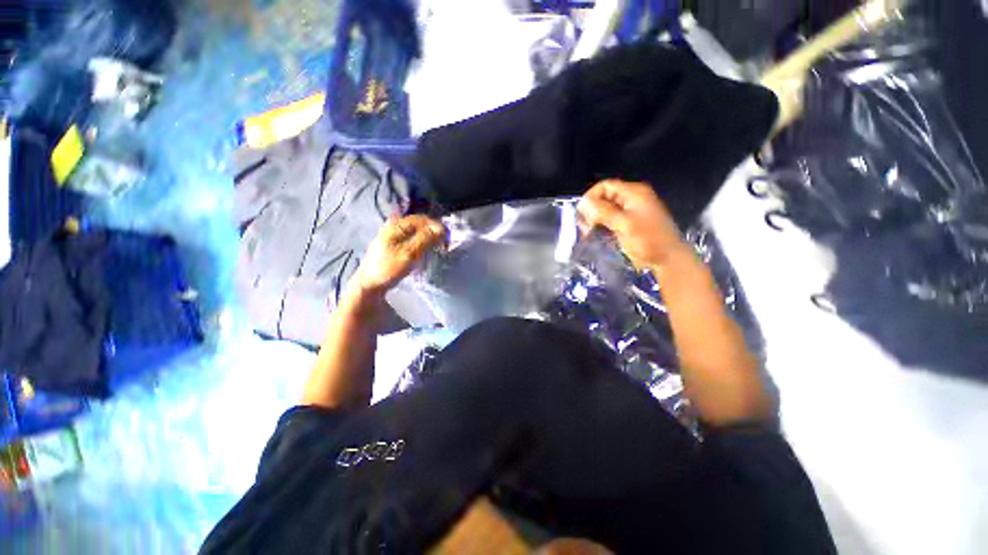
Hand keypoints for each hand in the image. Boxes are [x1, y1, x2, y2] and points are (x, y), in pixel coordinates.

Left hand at [355, 215, 446, 296]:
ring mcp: (394, 234)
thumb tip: (441, 228)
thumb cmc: (388, 268)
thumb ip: (424, 239)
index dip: (437, 227)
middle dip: (434, 232)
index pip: (423, 219)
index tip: (446, 241)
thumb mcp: (408, 254)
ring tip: (436, 249)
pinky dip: (422, 242)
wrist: (369, 284)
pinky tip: (425, 251)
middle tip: (443, 246)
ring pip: (418, 231)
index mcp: (397, 225)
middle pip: (421, 224)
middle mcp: (395, 225)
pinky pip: (413, 237)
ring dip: (429, 238)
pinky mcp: (394, 243)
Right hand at [577, 180, 686, 270]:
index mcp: (634, 193)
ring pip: (605, 209)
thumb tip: (582, 203)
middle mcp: (631, 198)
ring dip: (594, 219)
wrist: (668, 260)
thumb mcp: (624, 224)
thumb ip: (603, 212)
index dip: (591, 197)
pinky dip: (601, 226)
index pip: (604, 186)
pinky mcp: (628, 223)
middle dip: (591, 210)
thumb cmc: (648, 241)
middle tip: (585, 227)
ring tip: (588, 233)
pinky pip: (610, 219)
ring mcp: (631, 211)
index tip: (582, 215)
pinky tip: (596, 236)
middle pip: (603, 197)